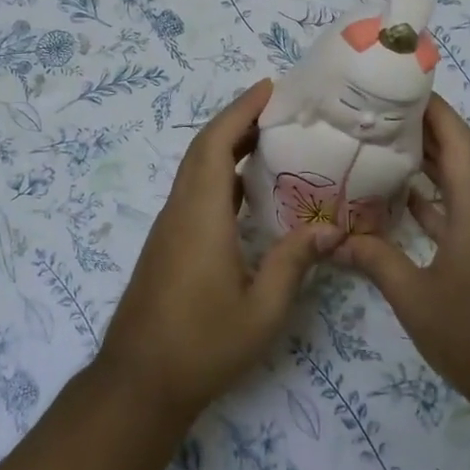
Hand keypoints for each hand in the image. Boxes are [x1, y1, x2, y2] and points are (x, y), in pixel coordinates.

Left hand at [100, 79, 344, 421]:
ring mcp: (170, 227)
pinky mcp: (167, 244)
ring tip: (270, 139)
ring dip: (226, 146)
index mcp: (201, 215)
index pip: (217, 145)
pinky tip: (248, 191)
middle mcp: (181, 210)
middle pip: (203, 149)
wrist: (139, 382)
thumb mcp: (262, 310)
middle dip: (237, 120)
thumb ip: (294, 263)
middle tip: (278, 108)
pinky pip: (194, 191)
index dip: (241, 110)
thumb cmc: (203, 345)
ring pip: (196, 169)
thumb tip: (331, 229)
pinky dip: (220, 174)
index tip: (268, 88)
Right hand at [333, 93, 469, 421]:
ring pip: (459, 185)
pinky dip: (434, 201)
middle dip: (423, 130)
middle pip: (459, 155)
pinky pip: (461, 212)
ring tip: (382, 146)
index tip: (401, 85)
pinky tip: (402, 202)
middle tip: (377, 112)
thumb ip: (375, 260)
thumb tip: (333, 240)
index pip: (457, 139)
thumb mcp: (415, 298)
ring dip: (427, 165)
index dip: (433, 108)